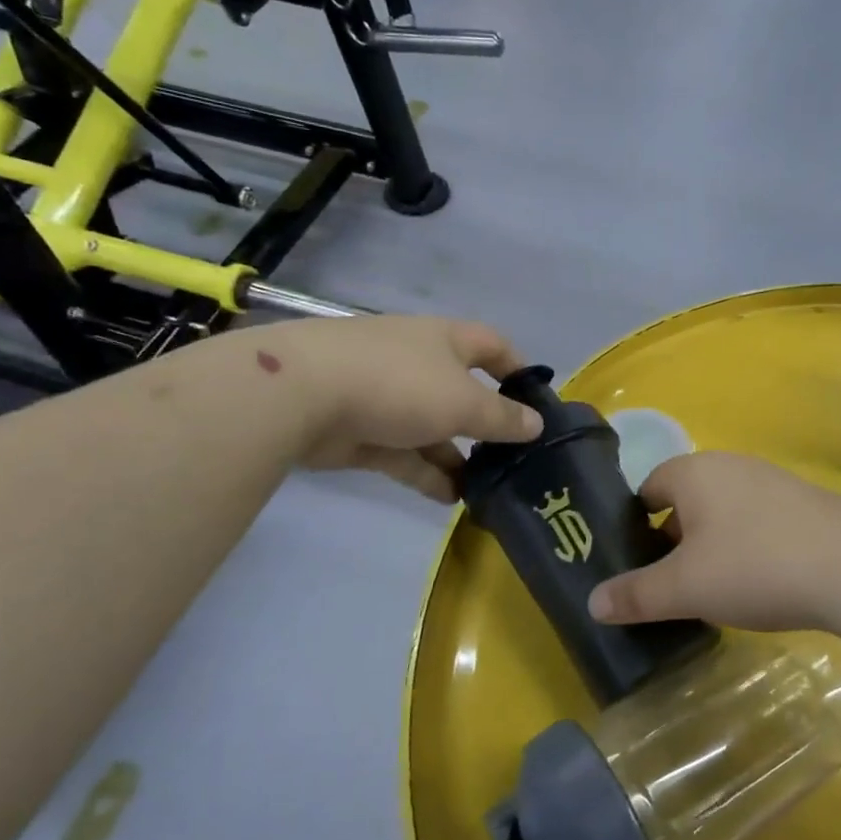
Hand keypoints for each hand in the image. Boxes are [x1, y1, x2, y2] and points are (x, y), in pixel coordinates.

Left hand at [279, 316, 542, 501]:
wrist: (302, 395)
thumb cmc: (399, 384)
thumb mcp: (463, 401)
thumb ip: (502, 417)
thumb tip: (536, 424)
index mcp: (444, 340)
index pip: (491, 346)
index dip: (517, 369)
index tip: (537, 402)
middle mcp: (417, 363)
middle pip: (462, 392)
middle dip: (486, 425)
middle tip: (513, 458)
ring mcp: (386, 398)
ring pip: (432, 429)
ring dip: (458, 457)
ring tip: (487, 488)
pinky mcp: (361, 432)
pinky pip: (404, 454)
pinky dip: (427, 473)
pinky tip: (450, 498)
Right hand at [587, 452, 840, 632]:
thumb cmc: (753, 566)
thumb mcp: (684, 588)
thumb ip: (636, 595)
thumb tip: (593, 603)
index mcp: (693, 473)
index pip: (648, 489)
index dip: (635, 526)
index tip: (636, 565)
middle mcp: (730, 466)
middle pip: (686, 501)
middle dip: (673, 541)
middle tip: (671, 585)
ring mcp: (771, 482)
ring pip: (723, 514)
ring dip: (712, 547)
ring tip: (714, 590)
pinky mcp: (804, 504)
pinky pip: (758, 523)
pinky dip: (748, 548)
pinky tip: (760, 583)